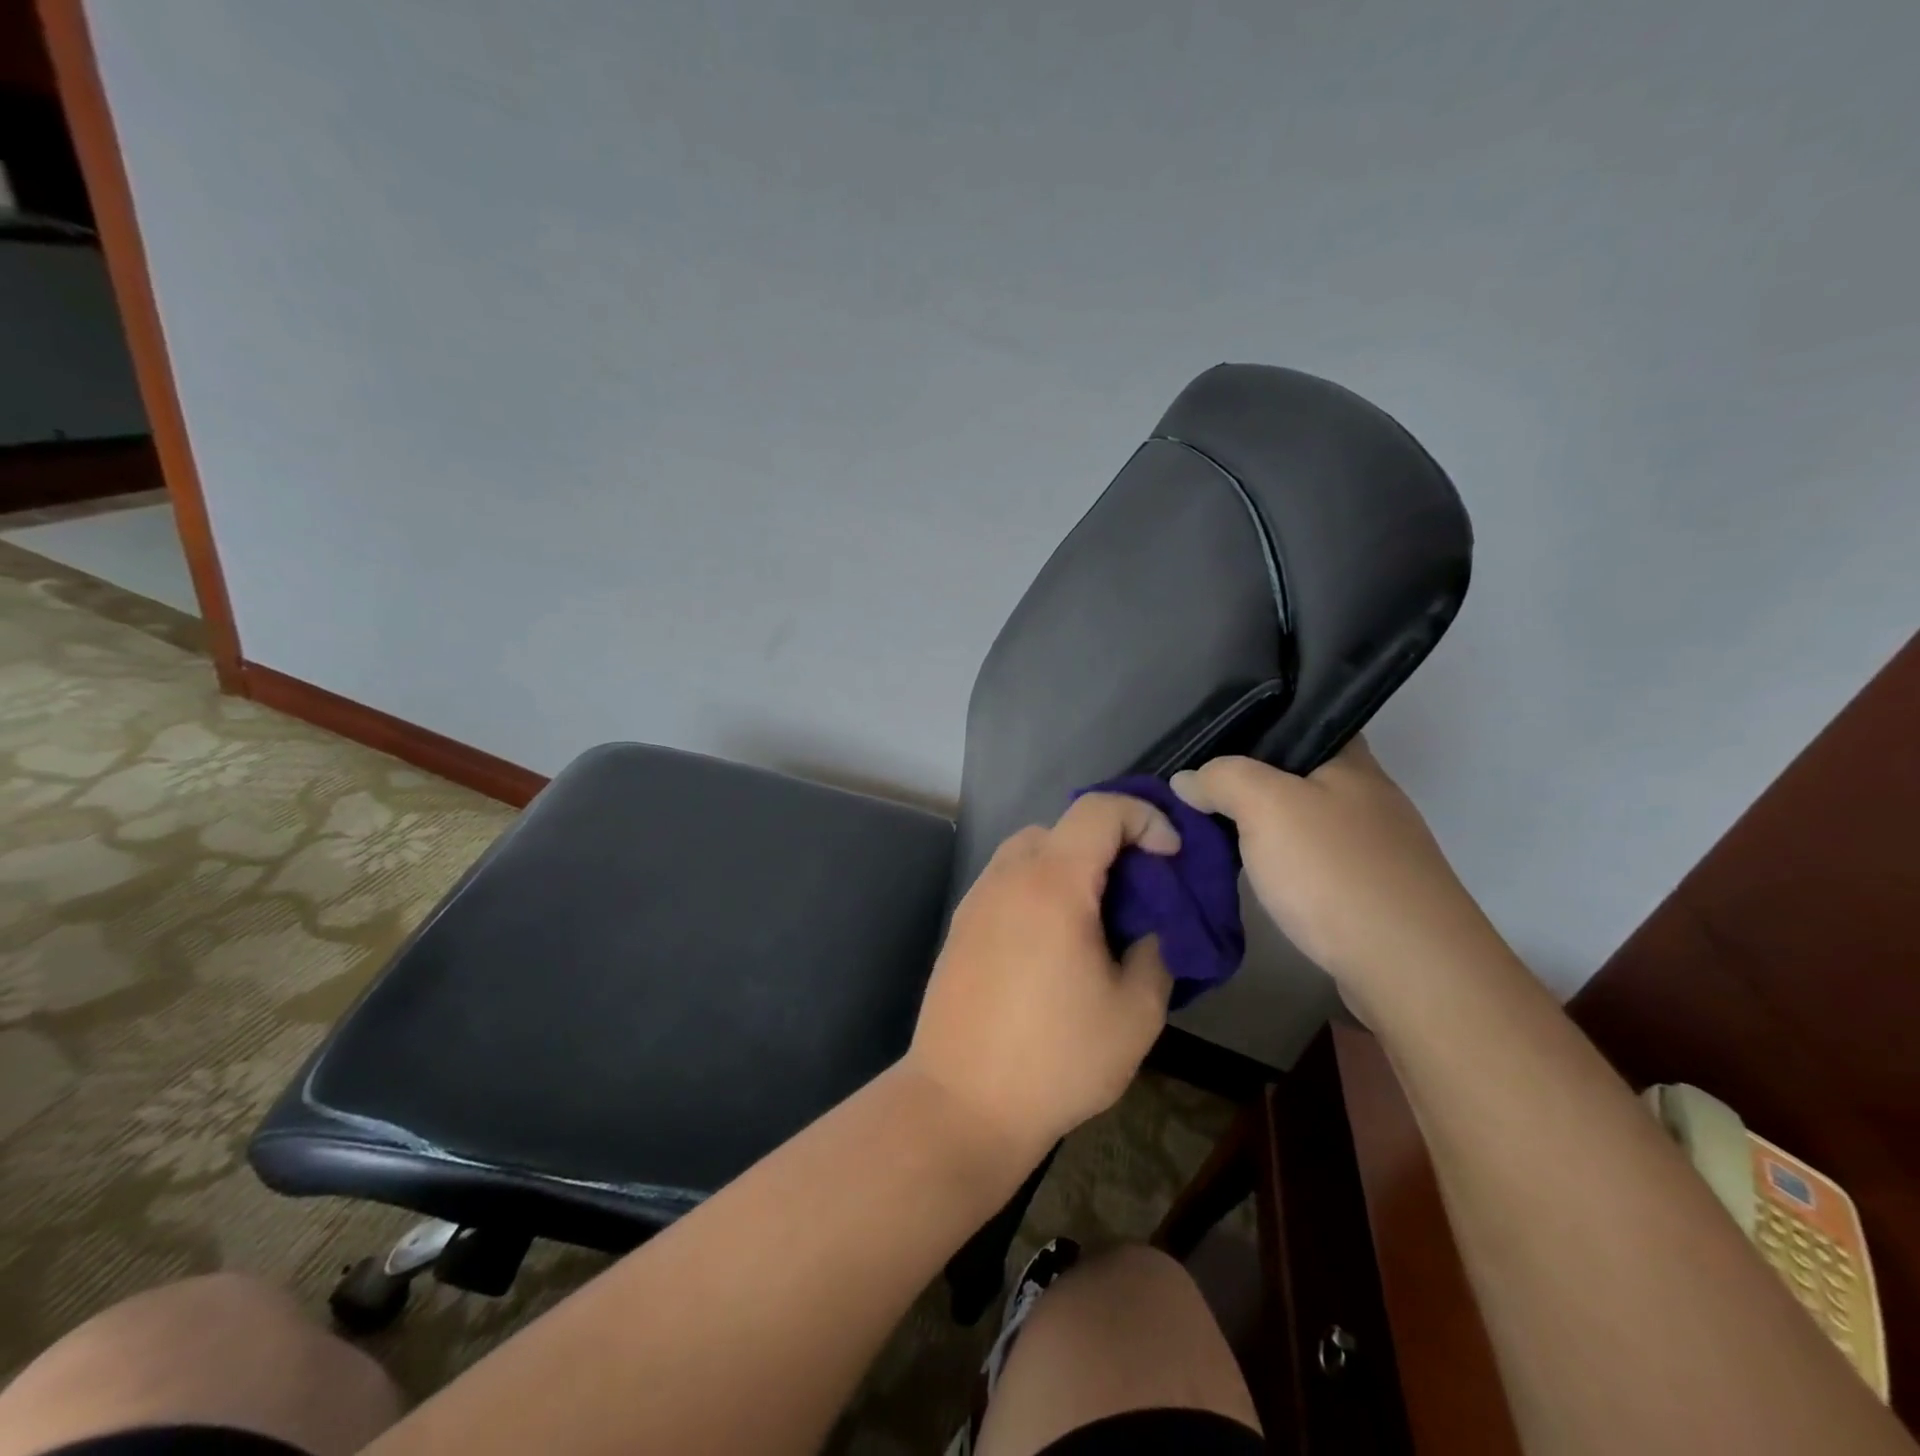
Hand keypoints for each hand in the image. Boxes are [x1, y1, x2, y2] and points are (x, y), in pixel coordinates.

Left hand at [906, 794, 1178, 1156]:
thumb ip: (1156, 953)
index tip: (1170, 857)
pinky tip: (1053, 942)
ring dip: (1069, 865)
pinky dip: (1038, 888)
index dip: (1144, 818)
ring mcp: (976, 899)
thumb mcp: (1135, 1014)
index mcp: (1052, 883)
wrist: (961, 1103)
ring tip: (1096, 917)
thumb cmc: (1056, 1059)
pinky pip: (1007, 882)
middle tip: (1137, 893)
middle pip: (1062, 827)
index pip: (1099, 810)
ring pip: (1029, 852)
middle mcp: (1007, 876)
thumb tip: (1149, 930)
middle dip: (1109, 844)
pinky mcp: (960, 927)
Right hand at [1171, 740, 1504, 1017]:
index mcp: (1351, 762)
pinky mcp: (1371, 892)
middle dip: (1249, 782)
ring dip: (1263, 827)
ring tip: (1213, 833)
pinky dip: (1283, 863)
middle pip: (1297, 774)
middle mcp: (1369, 797)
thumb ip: (1221, 779)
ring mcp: (1375, 847)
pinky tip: (1256, 875)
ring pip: (1303, 821)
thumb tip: (1186, 780)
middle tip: (1197, 792)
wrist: (1410, 968)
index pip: (1301, 722)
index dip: (1254, 726)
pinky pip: (1314, 861)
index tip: (1209, 744)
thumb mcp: (1265, 806)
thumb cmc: (1335, 870)